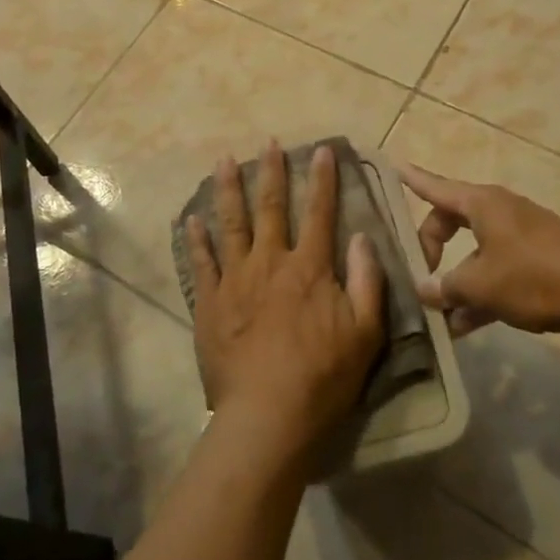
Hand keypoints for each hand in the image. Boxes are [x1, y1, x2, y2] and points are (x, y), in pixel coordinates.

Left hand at [186, 142, 384, 468]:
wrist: (268, 416)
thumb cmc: (323, 377)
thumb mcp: (365, 333)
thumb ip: (367, 281)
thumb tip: (363, 237)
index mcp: (309, 268)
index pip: (319, 212)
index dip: (322, 179)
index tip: (322, 150)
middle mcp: (270, 263)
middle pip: (270, 208)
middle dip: (271, 172)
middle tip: (268, 142)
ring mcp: (235, 280)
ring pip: (231, 224)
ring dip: (228, 190)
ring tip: (224, 160)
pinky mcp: (210, 303)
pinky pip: (202, 263)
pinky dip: (196, 239)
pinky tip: (192, 219)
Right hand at [400, 164, 559, 339]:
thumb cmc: (534, 278)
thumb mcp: (480, 285)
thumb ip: (446, 287)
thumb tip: (423, 289)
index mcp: (482, 203)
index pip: (436, 187)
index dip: (413, 179)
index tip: (393, 166)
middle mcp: (499, 212)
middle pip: (451, 221)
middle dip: (431, 247)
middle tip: (418, 275)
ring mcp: (520, 237)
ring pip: (474, 253)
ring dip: (456, 281)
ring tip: (436, 314)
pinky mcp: (537, 263)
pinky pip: (496, 272)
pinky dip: (480, 293)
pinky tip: (464, 326)